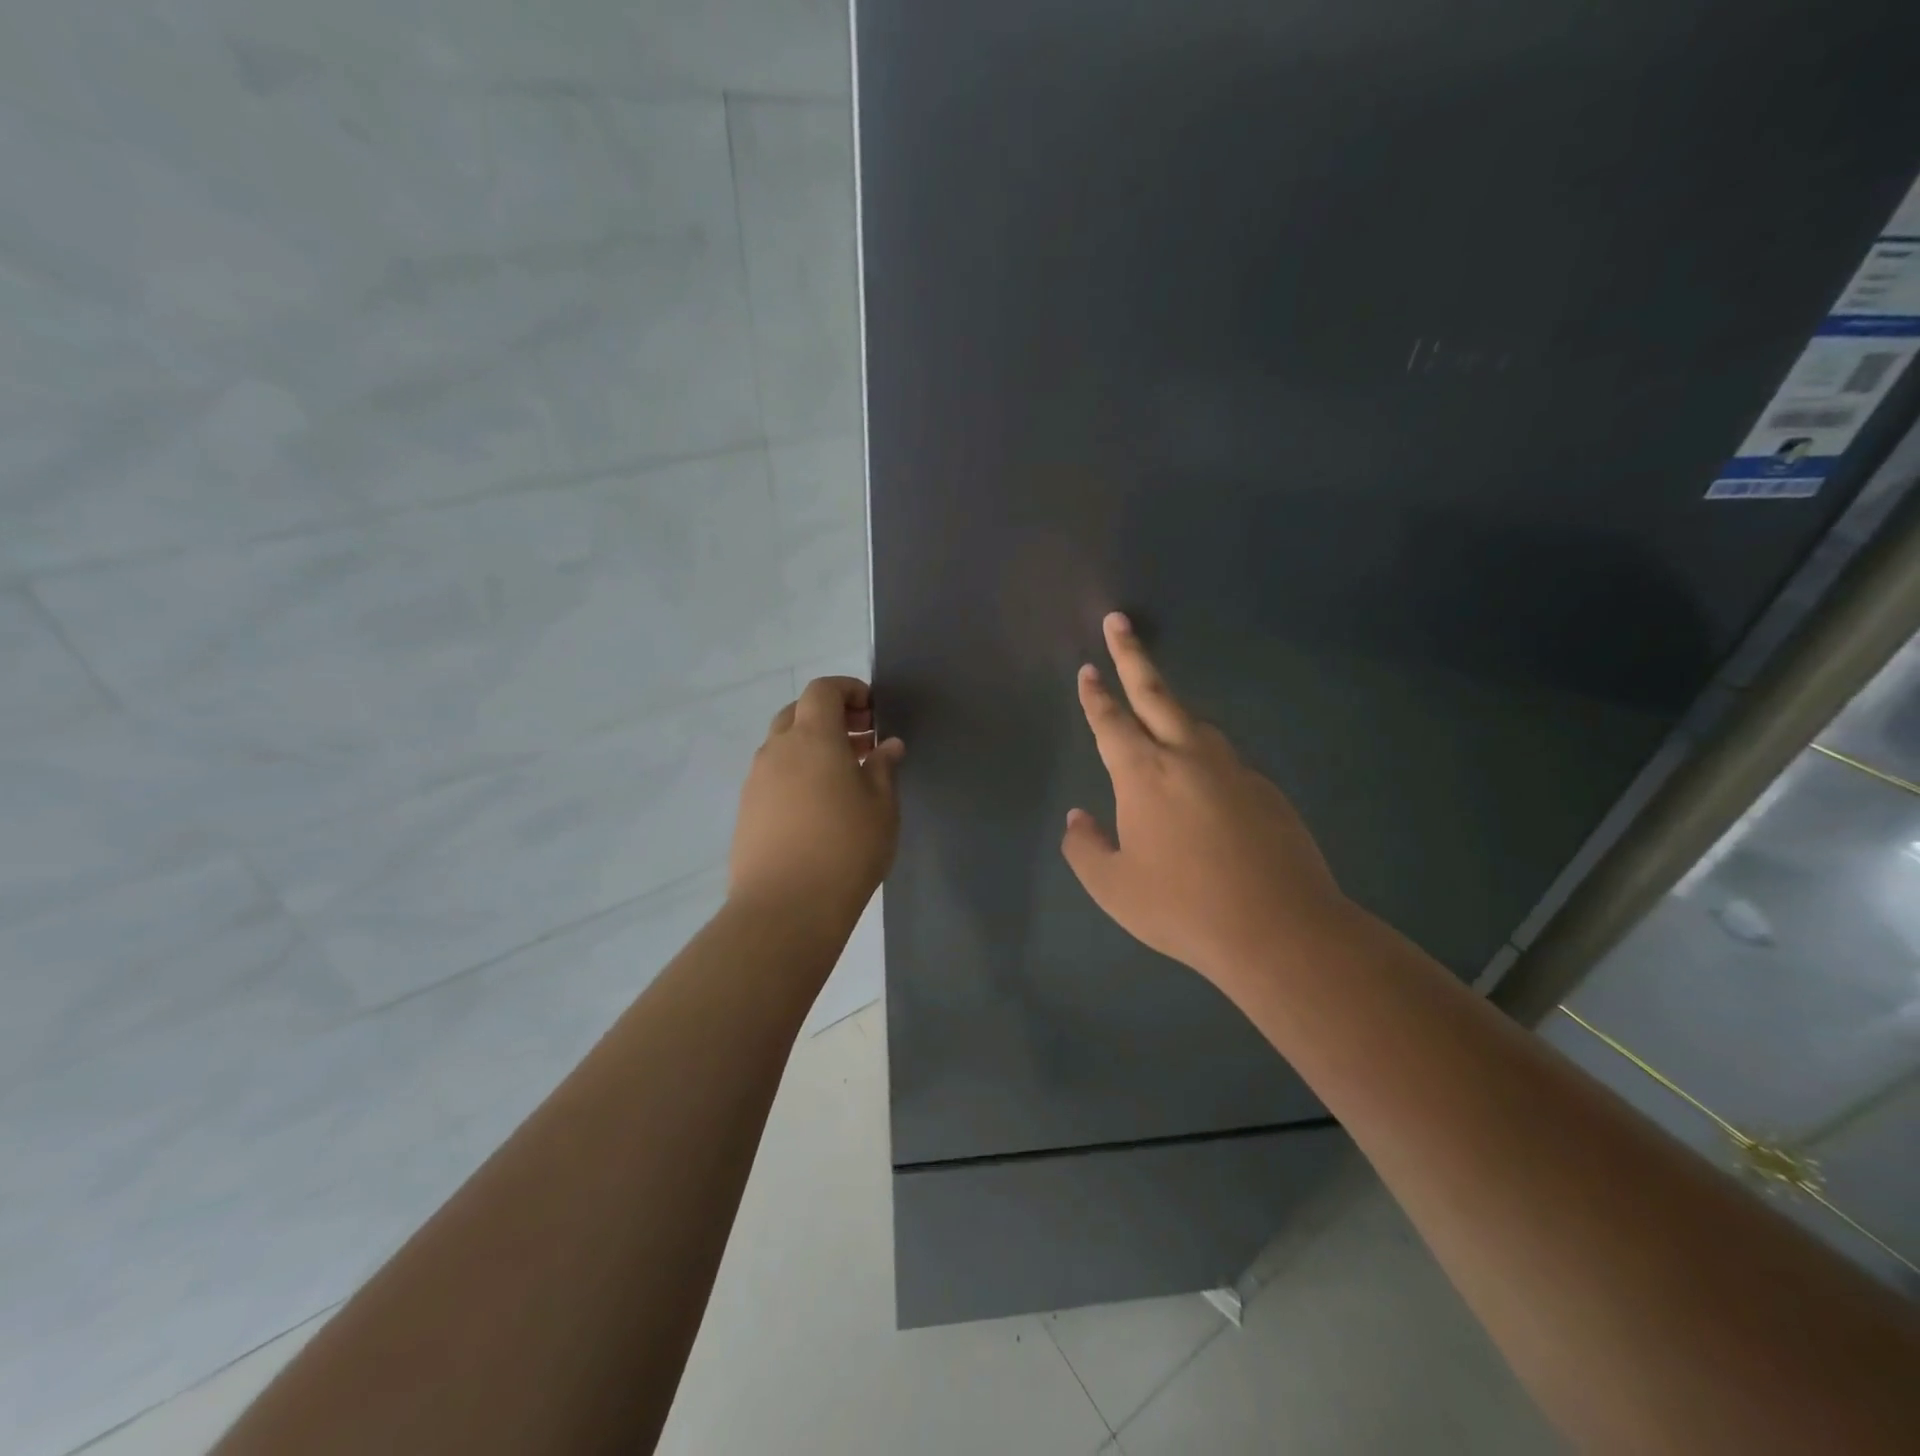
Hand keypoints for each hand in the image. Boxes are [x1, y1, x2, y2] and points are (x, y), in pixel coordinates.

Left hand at [729, 676, 904, 930]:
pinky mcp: (747, 810)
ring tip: (845, 776)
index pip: (823, 690)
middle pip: (798, 713)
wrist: (786, 907)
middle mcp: (777, 750)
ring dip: (813, 747)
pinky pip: (773, 775)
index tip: (872, 711)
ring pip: (783, 745)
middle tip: (862, 741)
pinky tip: (819, 806)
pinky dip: (797, 773)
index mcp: (813, 737)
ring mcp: (756, 780)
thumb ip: (883, 768)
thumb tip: (886, 746)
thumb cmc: (846, 848)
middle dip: (830, 717)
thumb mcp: (881, 806)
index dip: (848, 690)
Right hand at [1062, 613, 1350, 989]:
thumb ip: (1085, 848)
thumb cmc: (1182, 908)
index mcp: (1143, 774)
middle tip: (1118, 623)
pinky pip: (1224, 761)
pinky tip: (1203, 788)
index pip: (1111, 722)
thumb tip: (1078, 818)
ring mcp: (1232, 769)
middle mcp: (1187, 757)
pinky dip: (1205, 757)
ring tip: (1157, 710)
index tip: (1088, 669)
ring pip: (1196, 724)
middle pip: (1155, 693)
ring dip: (1172, 708)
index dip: (1095, 695)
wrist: (1279, 929)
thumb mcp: (1114, 887)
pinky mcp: (1265, 790)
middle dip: (1131, 655)